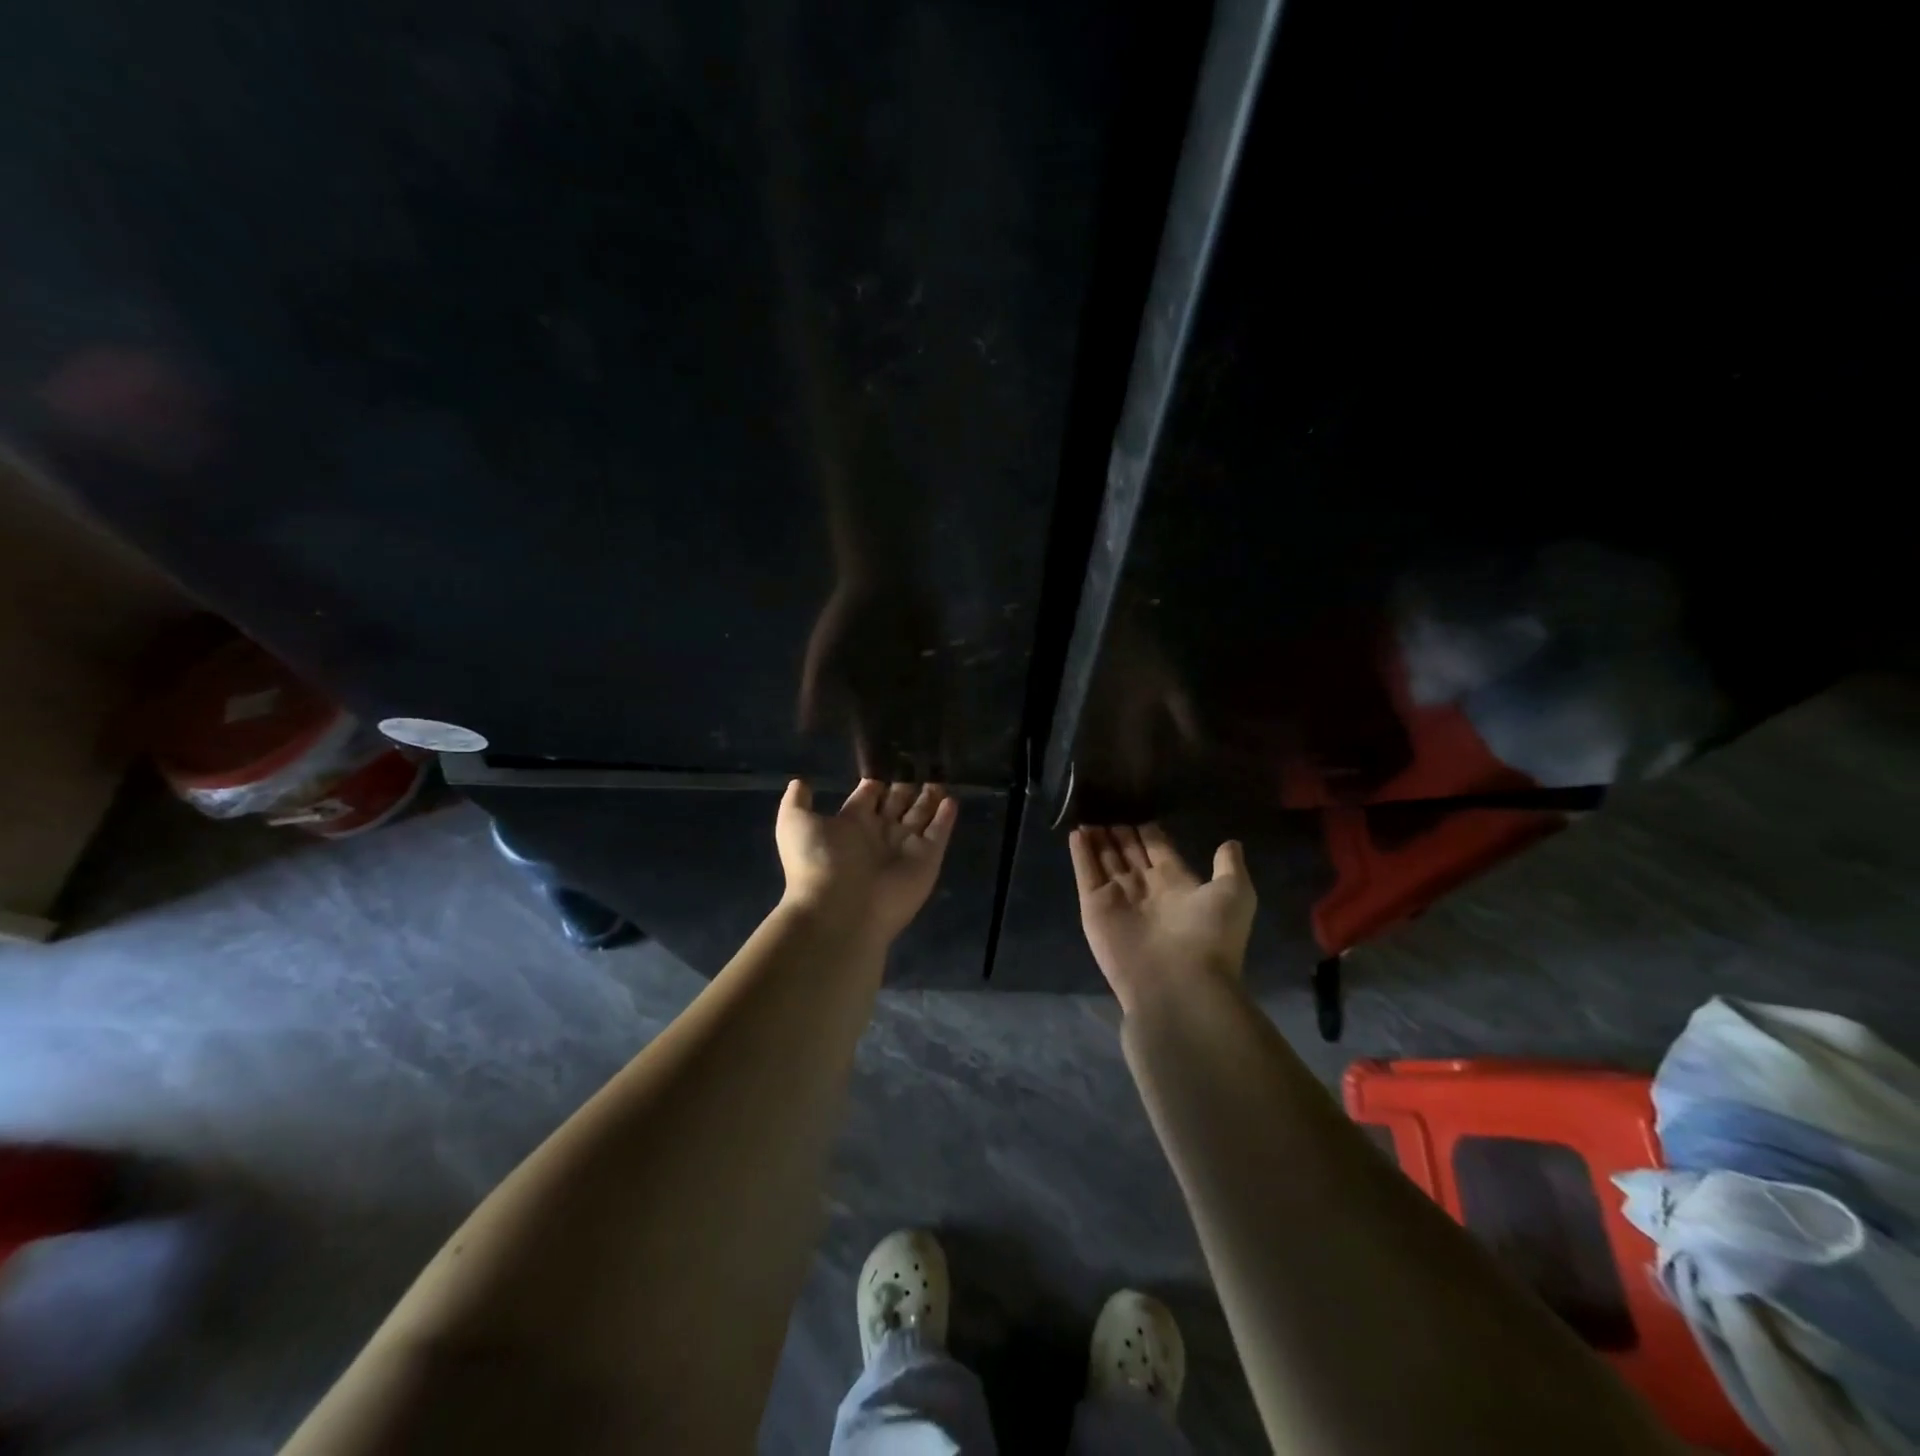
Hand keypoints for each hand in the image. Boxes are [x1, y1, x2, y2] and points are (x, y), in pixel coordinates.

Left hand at [777, 779, 957, 944]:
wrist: (841, 909)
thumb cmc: (817, 862)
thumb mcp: (794, 823)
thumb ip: (797, 801)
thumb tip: (800, 781)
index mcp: (851, 823)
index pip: (869, 796)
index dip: (877, 781)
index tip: (889, 760)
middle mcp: (879, 833)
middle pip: (897, 803)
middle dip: (906, 786)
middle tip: (920, 762)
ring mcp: (905, 847)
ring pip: (920, 815)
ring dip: (930, 798)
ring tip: (940, 776)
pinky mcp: (927, 859)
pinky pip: (939, 834)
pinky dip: (946, 818)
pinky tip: (952, 800)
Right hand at [1069, 824, 1256, 1012]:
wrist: (1179, 983)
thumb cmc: (1209, 936)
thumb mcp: (1234, 894)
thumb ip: (1230, 866)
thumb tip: (1231, 843)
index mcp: (1178, 885)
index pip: (1158, 850)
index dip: (1148, 832)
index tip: (1138, 808)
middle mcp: (1146, 890)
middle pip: (1128, 854)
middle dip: (1119, 833)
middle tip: (1107, 805)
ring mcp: (1118, 899)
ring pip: (1105, 860)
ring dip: (1097, 838)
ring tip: (1088, 813)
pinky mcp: (1094, 908)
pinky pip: (1086, 874)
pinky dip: (1080, 853)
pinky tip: (1074, 831)